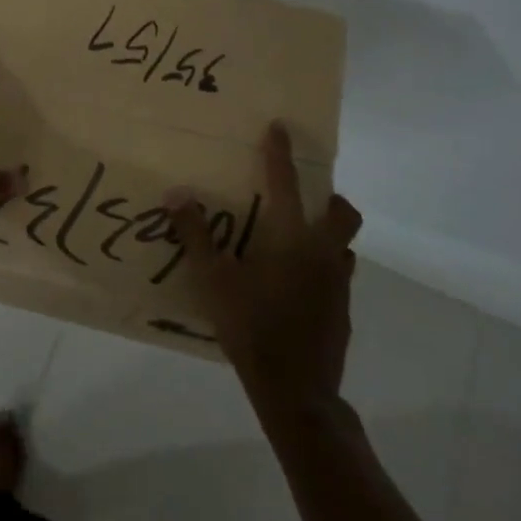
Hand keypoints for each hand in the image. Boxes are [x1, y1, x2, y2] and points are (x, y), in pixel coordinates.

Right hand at [170, 122, 362, 413]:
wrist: (297, 392)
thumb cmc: (253, 328)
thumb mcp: (214, 281)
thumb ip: (196, 236)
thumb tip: (177, 194)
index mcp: (294, 240)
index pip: (287, 184)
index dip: (282, 154)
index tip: (280, 128)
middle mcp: (324, 255)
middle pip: (343, 214)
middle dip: (328, 198)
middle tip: (302, 198)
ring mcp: (339, 286)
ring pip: (343, 247)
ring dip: (327, 235)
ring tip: (295, 243)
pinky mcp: (342, 313)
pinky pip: (337, 277)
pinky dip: (322, 269)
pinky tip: (295, 287)